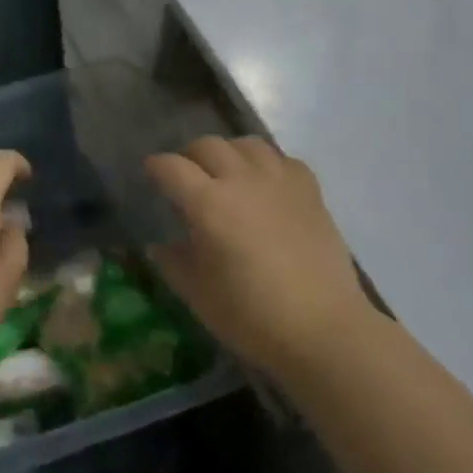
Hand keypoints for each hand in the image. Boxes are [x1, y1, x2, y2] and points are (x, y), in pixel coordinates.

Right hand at [145, 136, 372, 373]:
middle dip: (189, 156)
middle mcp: (242, 181)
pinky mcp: (310, 191)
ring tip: (226, 173)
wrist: (322, 328)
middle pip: (207, 145)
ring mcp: (280, 181)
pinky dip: (267, 164)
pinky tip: (266, 185)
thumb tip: (159, 245)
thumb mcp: (198, 295)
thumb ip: (173, 262)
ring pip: (247, 144)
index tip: (150, 173)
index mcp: (208, 204)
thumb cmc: (251, 316)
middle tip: (185, 176)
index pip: (171, 167)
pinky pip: (283, 159)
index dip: (155, 167)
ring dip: (228, 152)